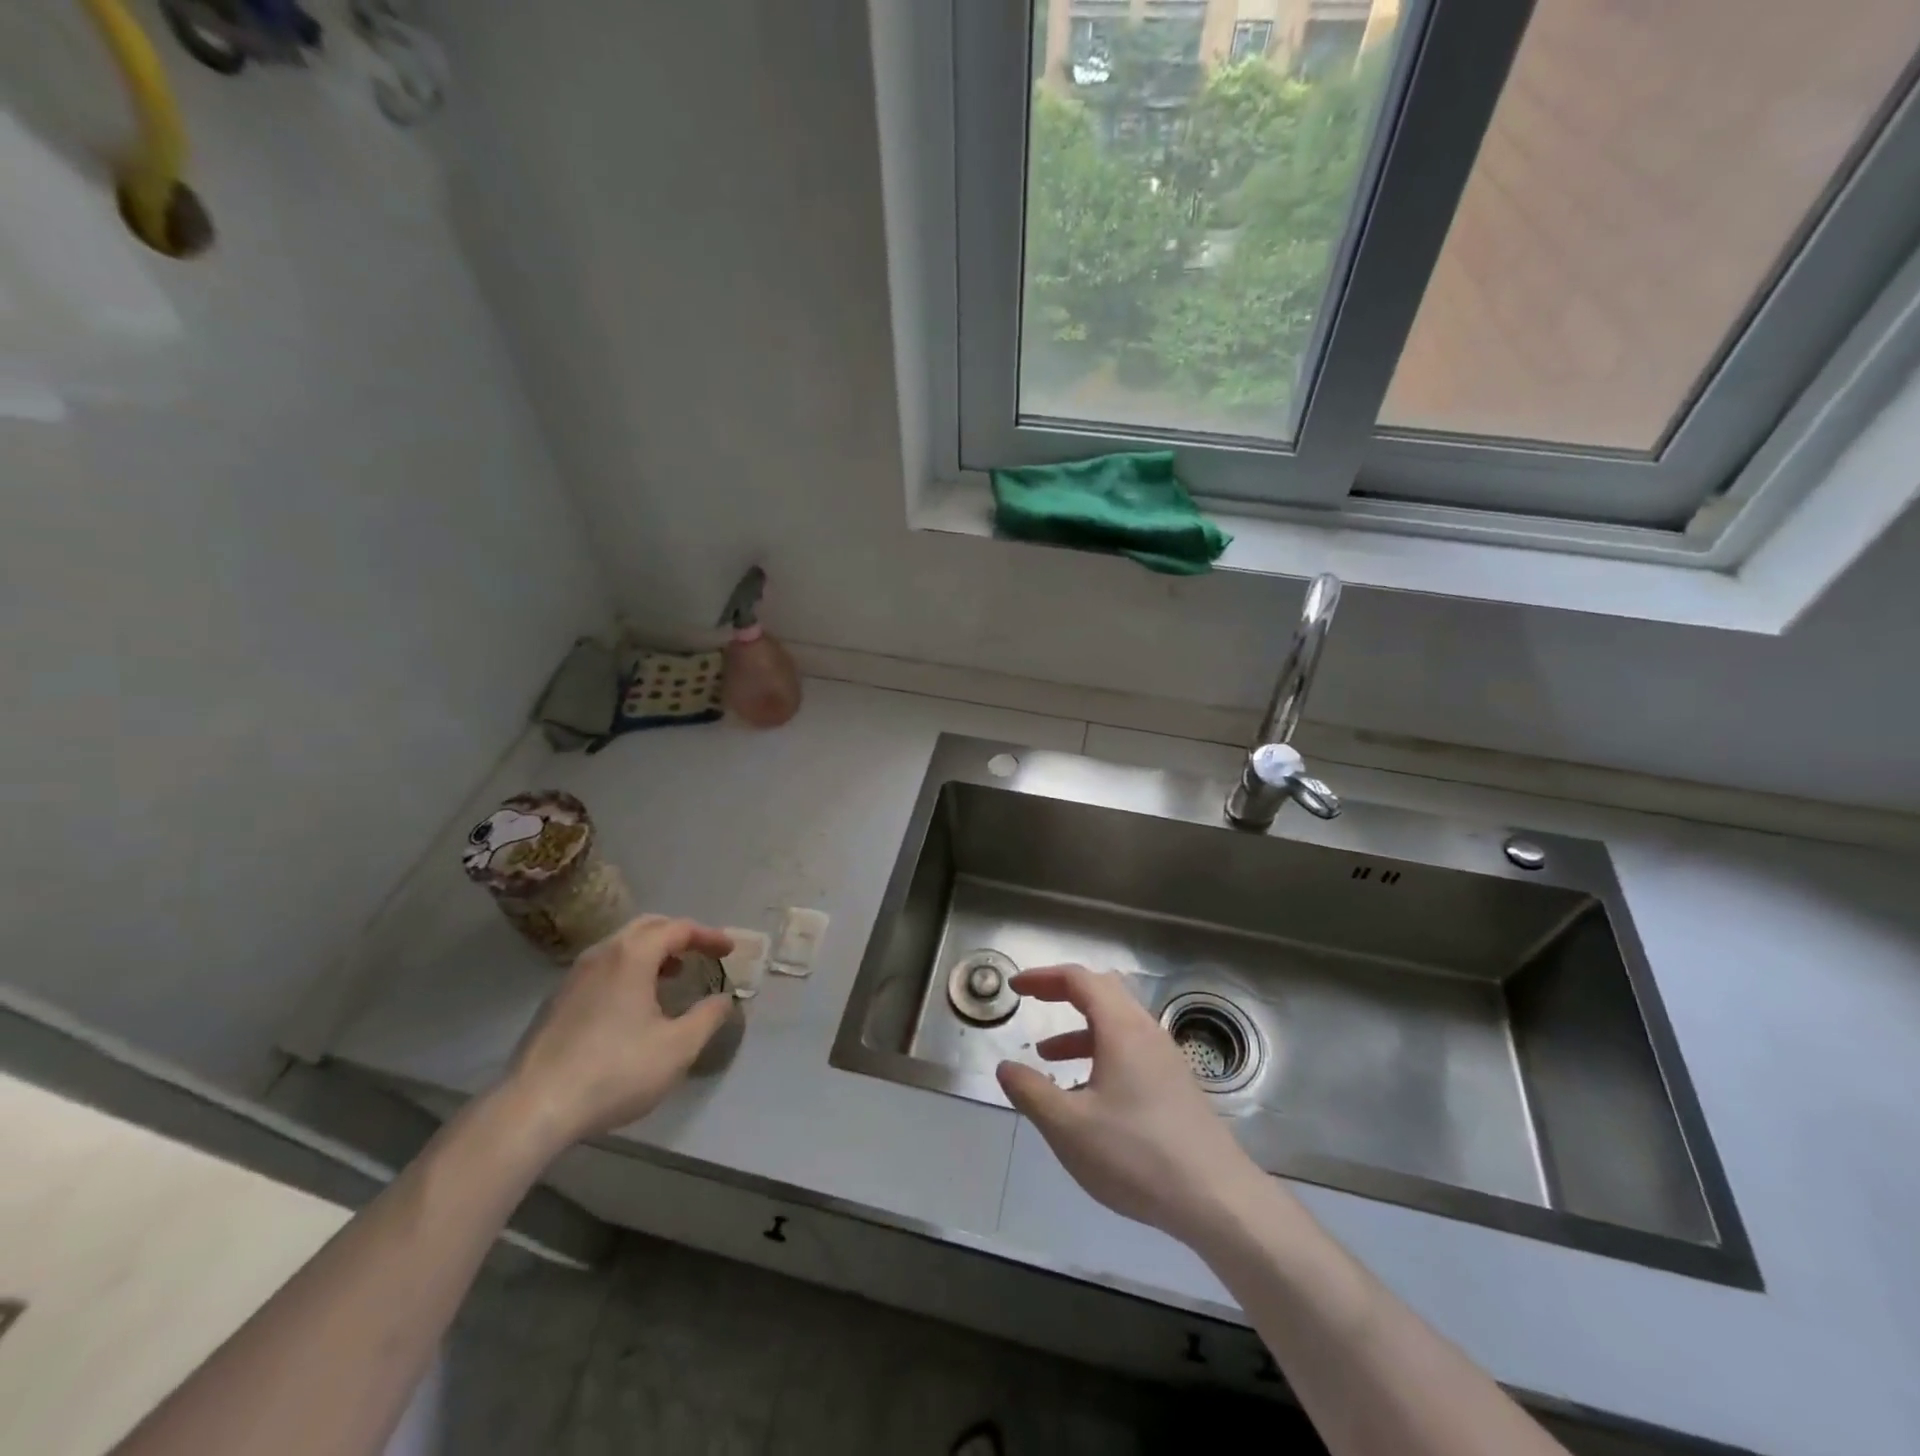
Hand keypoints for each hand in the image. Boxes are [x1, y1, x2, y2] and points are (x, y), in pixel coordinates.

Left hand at [501, 915, 735, 1149]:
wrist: (534, 1108)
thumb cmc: (615, 1071)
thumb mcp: (677, 1048)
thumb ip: (708, 1017)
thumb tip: (724, 1000)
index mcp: (632, 956)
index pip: (678, 928)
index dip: (708, 936)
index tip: (728, 950)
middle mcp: (601, 954)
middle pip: (647, 927)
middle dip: (678, 935)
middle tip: (701, 953)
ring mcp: (573, 976)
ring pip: (620, 947)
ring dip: (651, 953)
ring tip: (672, 976)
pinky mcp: (556, 1001)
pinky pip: (602, 968)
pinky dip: (628, 970)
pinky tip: (633, 1004)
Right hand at [996, 964, 1269, 1245]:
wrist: (1217, 1199)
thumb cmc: (1137, 1155)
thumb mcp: (1069, 1127)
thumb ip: (1031, 1092)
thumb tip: (1005, 1067)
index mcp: (1121, 1028)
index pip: (1079, 979)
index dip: (1043, 977)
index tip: (1015, 987)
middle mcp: (1146, 1032)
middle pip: (1102, 991)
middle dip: (1063, 993)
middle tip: (1033, 1003)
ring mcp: (1166, 1059)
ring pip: (1117, 1024)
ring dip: (1080, 1030)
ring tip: (1048, 1058)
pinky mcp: (1176, 1085)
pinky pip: (1131, 1050)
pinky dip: (1100, 1054)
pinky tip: (1086, 1096)